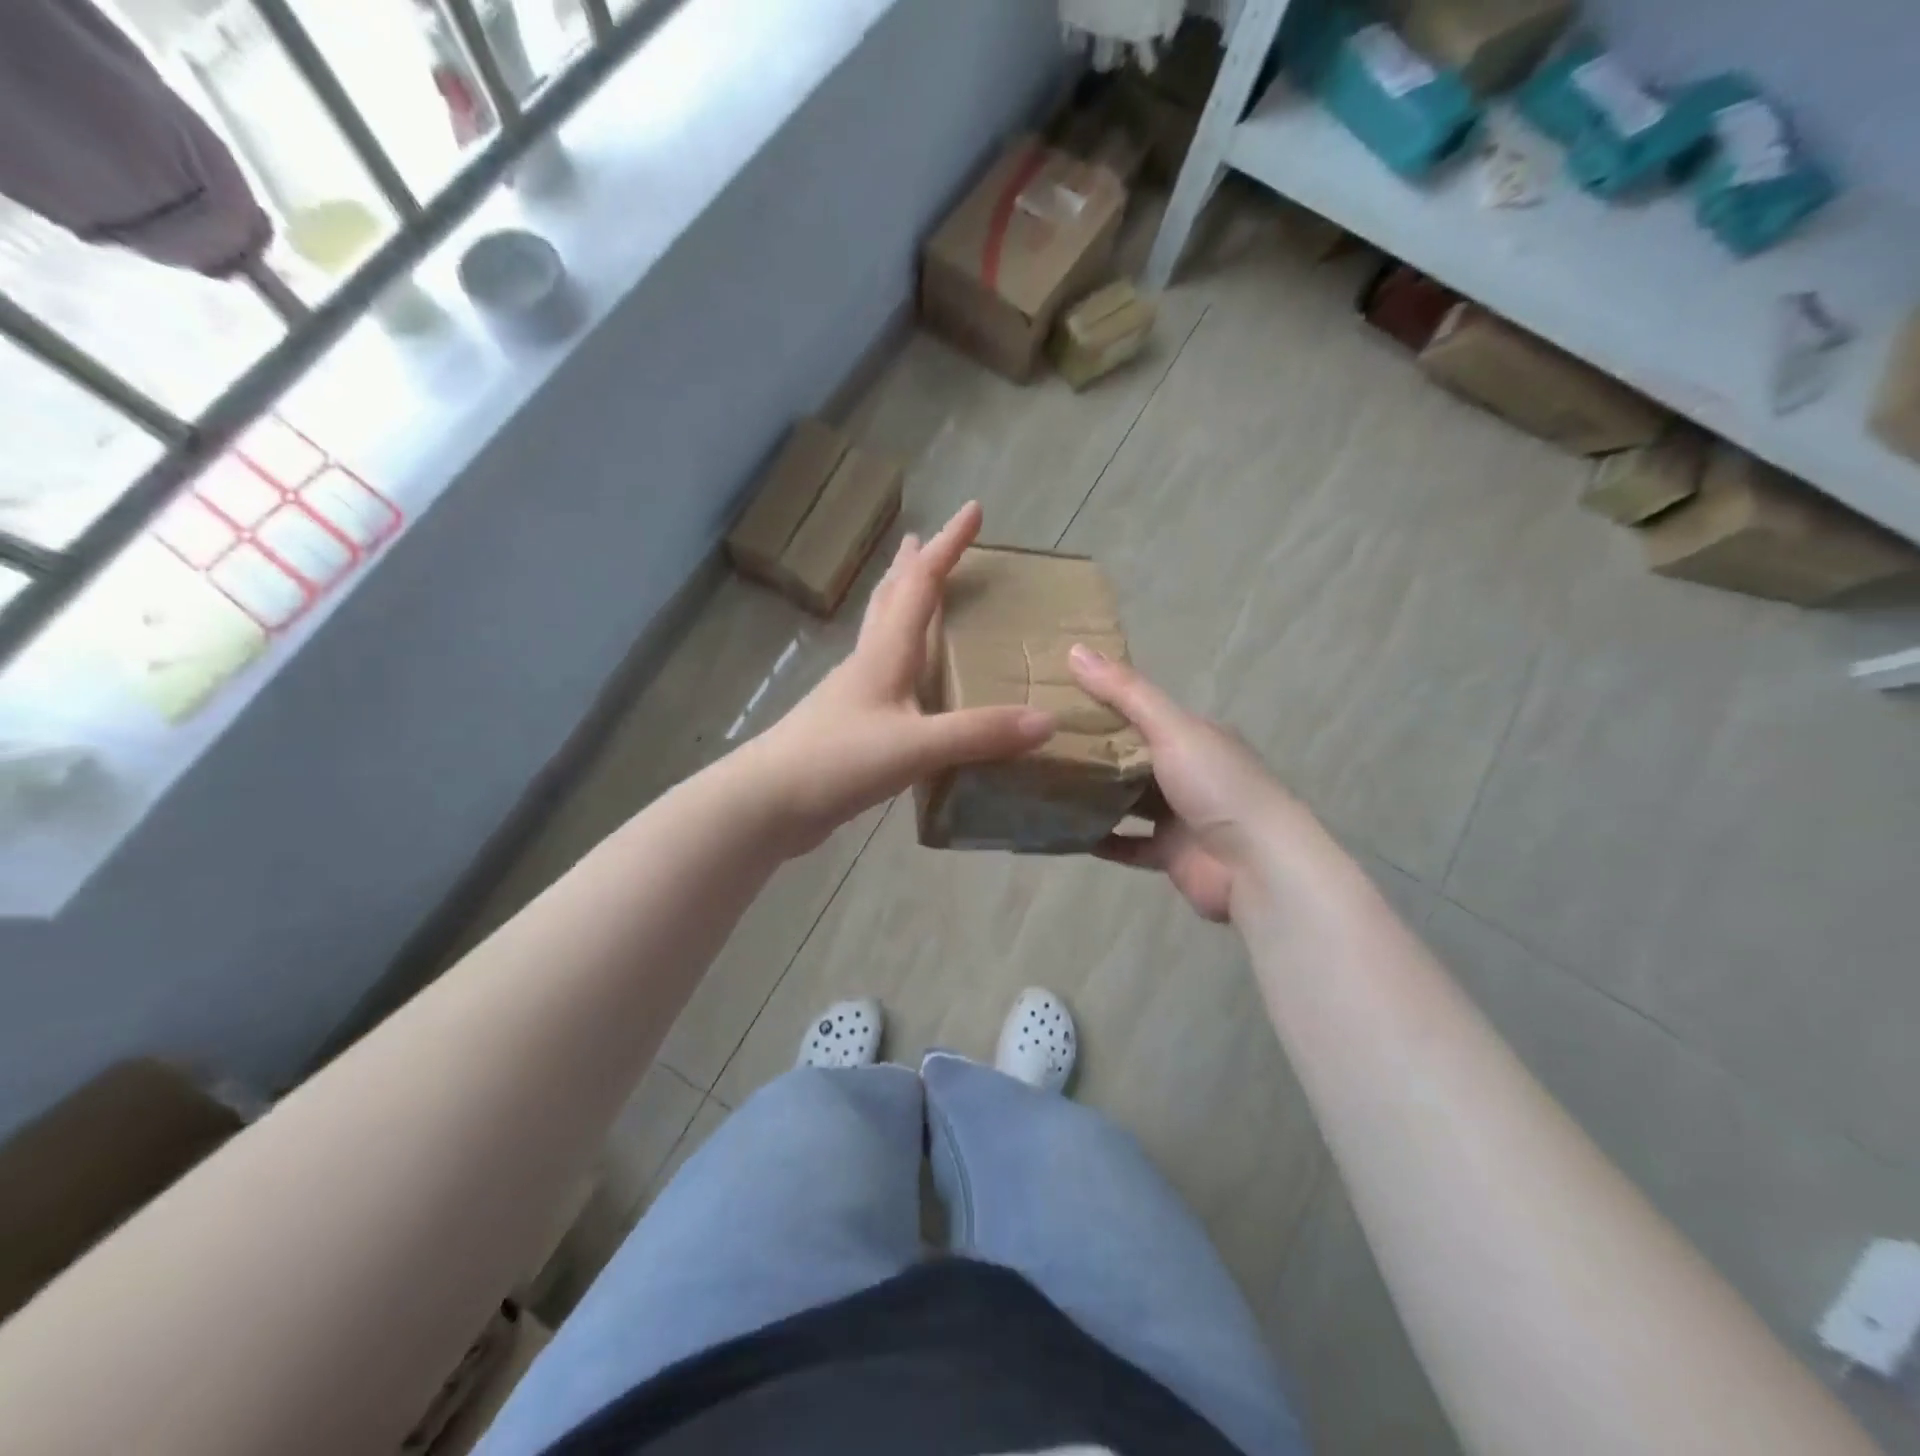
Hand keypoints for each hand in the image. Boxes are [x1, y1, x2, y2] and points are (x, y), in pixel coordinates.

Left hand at [752, 502, 1054, 854]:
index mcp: (885, 654)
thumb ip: (979, 733)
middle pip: (890, 600)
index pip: (921, 584)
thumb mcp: (915, 748)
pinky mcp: (848, 727)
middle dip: (912, 567)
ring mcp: (853, 696)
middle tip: (924, 539)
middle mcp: (867, 664)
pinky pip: (883, 678)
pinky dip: (901, 660)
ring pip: (881, 636)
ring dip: (900, 606)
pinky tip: (909, 682)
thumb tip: (1047, 721)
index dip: (949, 545)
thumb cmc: (836, 761)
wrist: (767, 803)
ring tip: (917, 595)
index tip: (973, 509)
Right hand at [1069, 645, 1308, 923]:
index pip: (1145, 714)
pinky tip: (1067, 830)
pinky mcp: (1171, 854)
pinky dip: (1102, 838)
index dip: (1106, 704)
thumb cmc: (1216, 785)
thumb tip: (1075, 649)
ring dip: (1096, 795)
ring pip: (1130, 801)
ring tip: (1048, 784)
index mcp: (1196, 737)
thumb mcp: (1171, 728)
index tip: (1060, 700)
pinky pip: (1128, 844)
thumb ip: (1125, 692)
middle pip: (1134, 757)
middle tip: (1043, 744)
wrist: (1255, 865)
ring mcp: (1181, 816)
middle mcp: (1190, 773)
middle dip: (1095, 752)